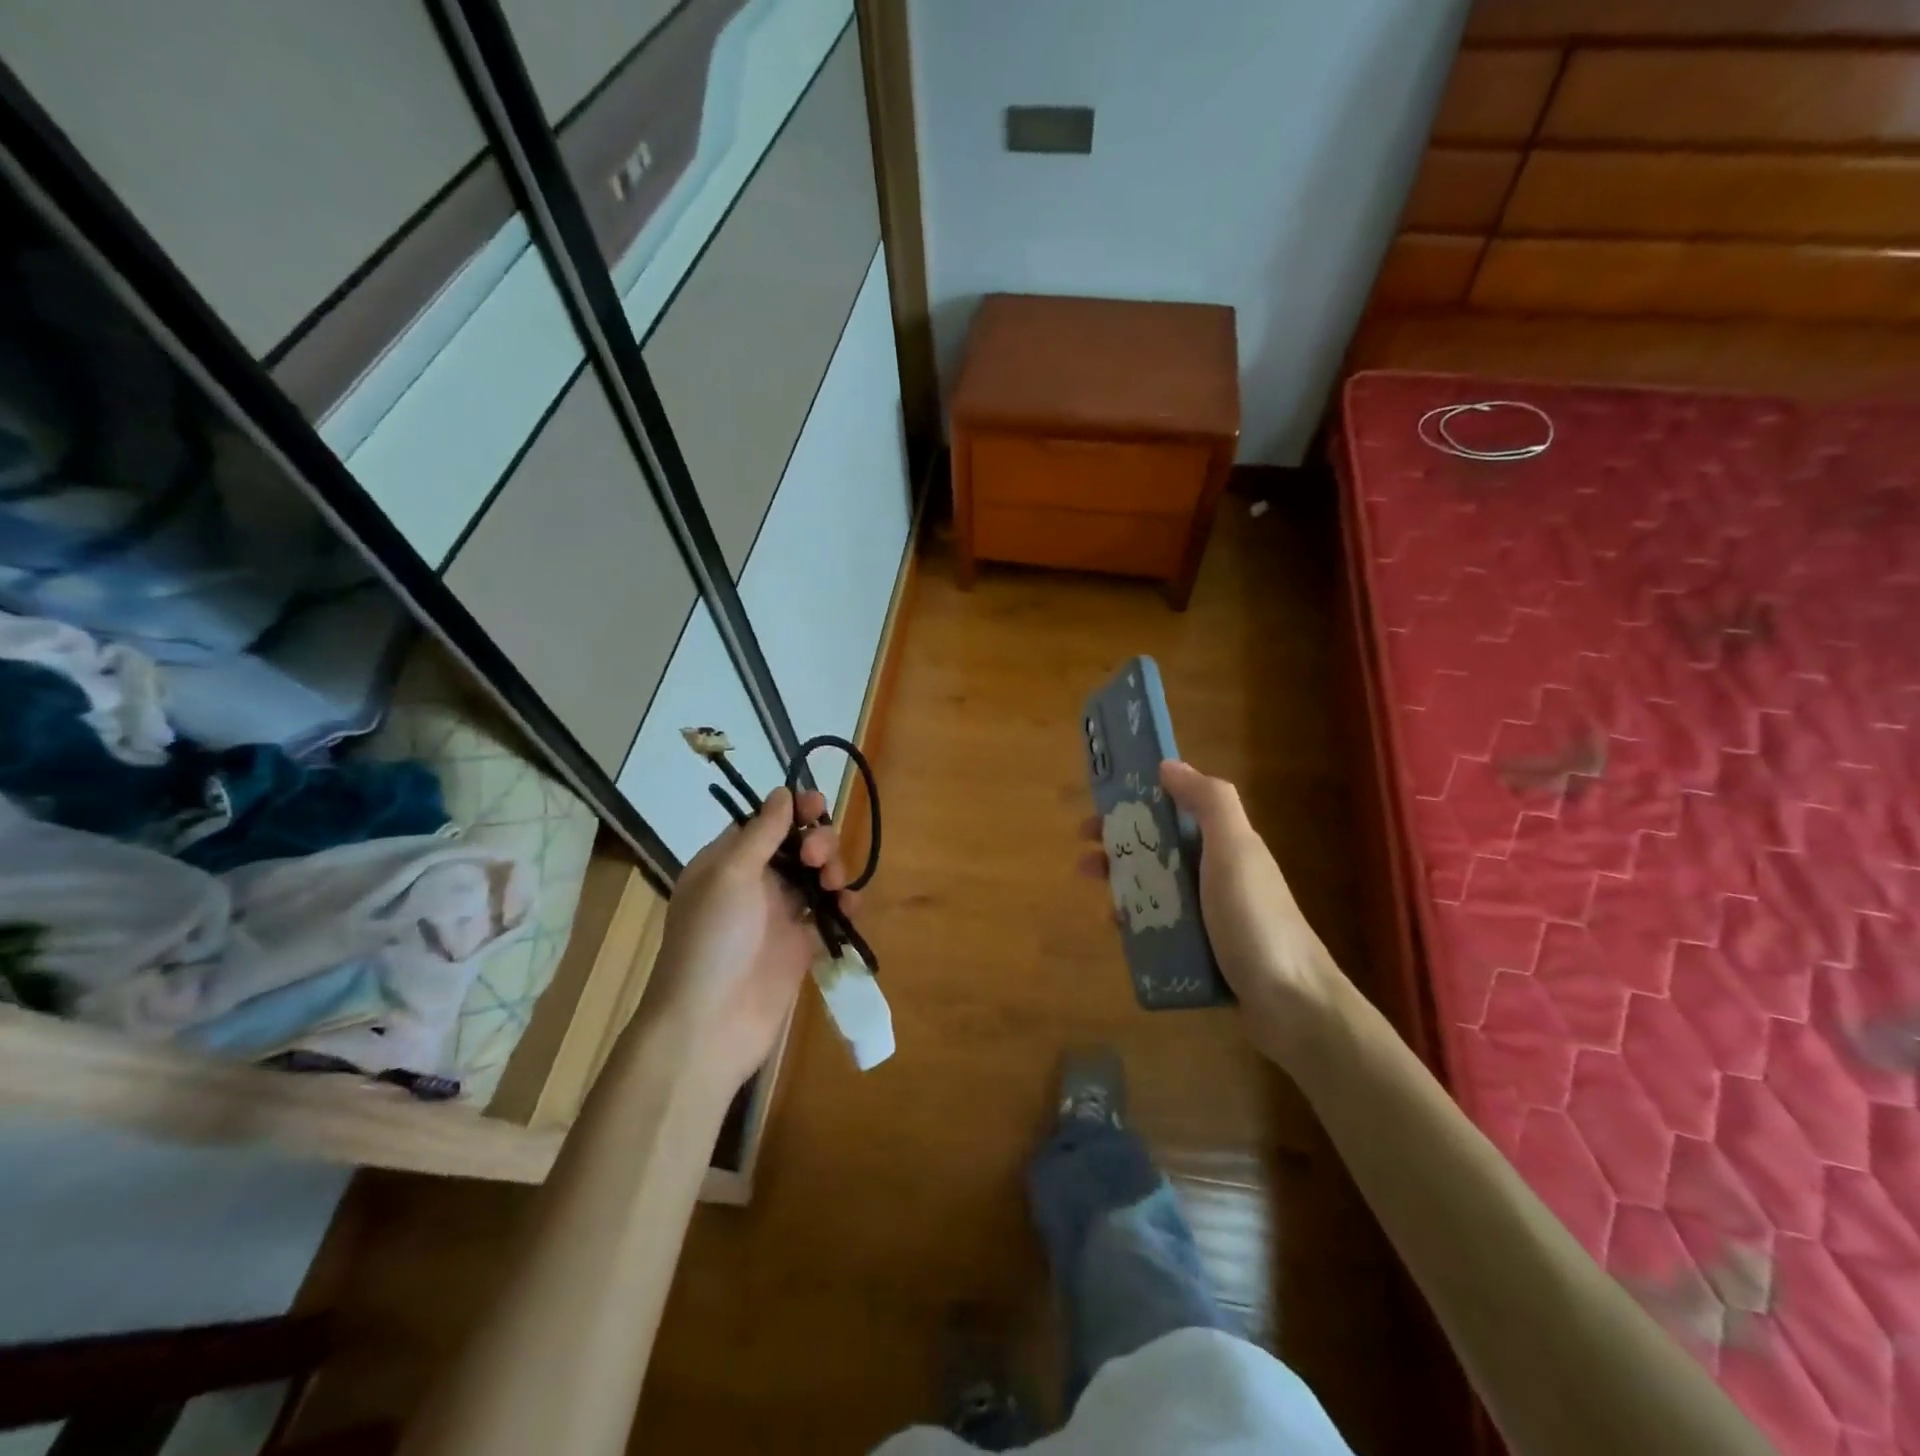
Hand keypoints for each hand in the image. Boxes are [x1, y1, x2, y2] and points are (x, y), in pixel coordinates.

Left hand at [652, 787, 853, 1090]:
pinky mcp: (802, 945)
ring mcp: (780, 915)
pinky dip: (844, 906)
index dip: (793, 810)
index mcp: (727, 862)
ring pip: (818, 876)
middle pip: (798, 846)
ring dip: (833, 870)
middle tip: (817, 859)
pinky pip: (830, 914)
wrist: (710, 1025)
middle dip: (817, 842)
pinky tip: (849, 909)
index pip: (766, 822)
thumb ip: (762, 833)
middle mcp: (754, 883)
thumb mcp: (730, 875)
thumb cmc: (712, 941)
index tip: (817, 805)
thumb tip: (783, 792)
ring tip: (833, 885)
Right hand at [1079, 760, 1348, 1070]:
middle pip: (1159, 849)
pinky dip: (1137, 922)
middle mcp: (1217, 873)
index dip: (1137, 803)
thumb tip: (1168, 765)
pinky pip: (1161, 926)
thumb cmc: (1255, 919)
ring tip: (1096, 896)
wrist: (1292, 1004)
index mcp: (1225, 843)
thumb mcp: (1234, 849)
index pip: (1175, 809)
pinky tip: (1118, 930)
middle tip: (1085, 858)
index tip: (1101, 808)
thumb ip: (1208, 801)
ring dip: (1123, 885)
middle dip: (1120, 847)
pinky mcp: (1204, 950)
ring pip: (1156, 887)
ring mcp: (1212, 913)